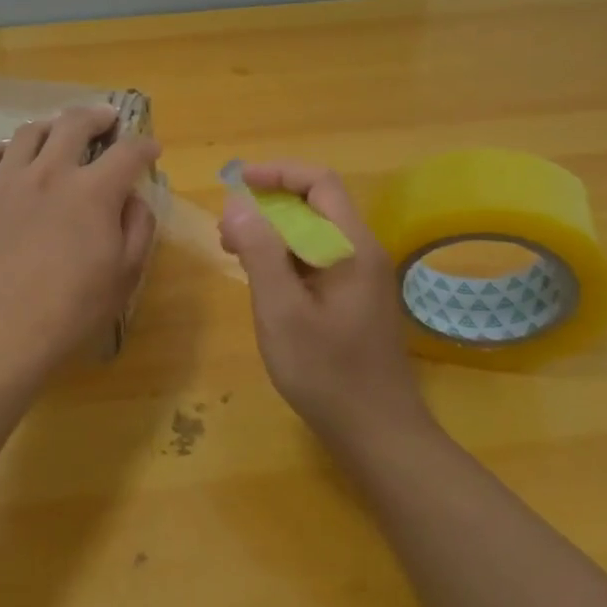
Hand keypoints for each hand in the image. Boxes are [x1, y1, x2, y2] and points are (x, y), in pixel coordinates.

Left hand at [0, 106, 159, 384]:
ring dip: (49, 127)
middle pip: (74, 124)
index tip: (150, 149)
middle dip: (97, 116)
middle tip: (105, 119)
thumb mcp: (125, 276)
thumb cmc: (70, 310)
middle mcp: (49, 172)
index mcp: (93, 192)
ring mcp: (3, 181)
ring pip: (27, 133)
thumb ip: (138, 228)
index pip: (128, 152)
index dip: (144, 146)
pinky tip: (3, 159)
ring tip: (55, 133)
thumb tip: (133, 198)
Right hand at [218, 163, 429, 440]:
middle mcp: (362, 253)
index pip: (320, 183)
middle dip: (270, 205)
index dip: (278, 173)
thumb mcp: (282, 311)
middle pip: (317, 205)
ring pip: (316, 235)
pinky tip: (263, 281)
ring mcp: (362, 278)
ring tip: (235, 252)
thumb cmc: (327, 372)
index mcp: (351, 247)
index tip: (237, 183)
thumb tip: (238, 204)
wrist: (379, 433)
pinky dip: (287, 258)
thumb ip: (261, 253)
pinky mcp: (355, 300)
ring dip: (275, 232)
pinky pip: (318, 260)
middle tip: (228, 228)